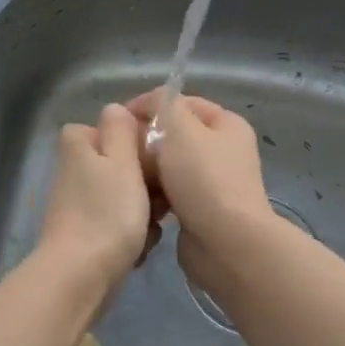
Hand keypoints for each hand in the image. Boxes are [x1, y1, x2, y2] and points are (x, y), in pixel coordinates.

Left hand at [36, 104, 157, 294]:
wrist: (80, 277)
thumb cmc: (106, 213)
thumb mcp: (120, 161)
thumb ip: (120, 130)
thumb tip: (115, 109)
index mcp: (79, 145)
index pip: (115, 126)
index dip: (140, 139)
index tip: (161, 155)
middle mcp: (75, 170)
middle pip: (124, 164)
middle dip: (148, 182)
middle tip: (160, 199)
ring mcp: (79, 204)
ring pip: (127, 196)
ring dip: (145, 212)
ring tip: (151, 227)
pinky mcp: (86, 234)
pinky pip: (120, 224)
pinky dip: (133, 235)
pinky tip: (140, 249)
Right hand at [127, 90, 276, 294]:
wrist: (225, 242)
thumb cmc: (203, 178)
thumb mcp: (180, 128)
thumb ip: (162, 106)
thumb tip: (150, 105)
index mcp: (226, 124)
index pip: (182, 103)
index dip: (149, 105)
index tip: (118, 121)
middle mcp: (224, 151)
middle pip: (175, 136)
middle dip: (145, 141)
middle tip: (118, 151)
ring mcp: (214, 183)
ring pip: (169, 167)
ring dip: (147, 171)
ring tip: (125, 177)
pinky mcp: (202, 211)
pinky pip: (170, 195)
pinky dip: (155, 196)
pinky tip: (138, 201)